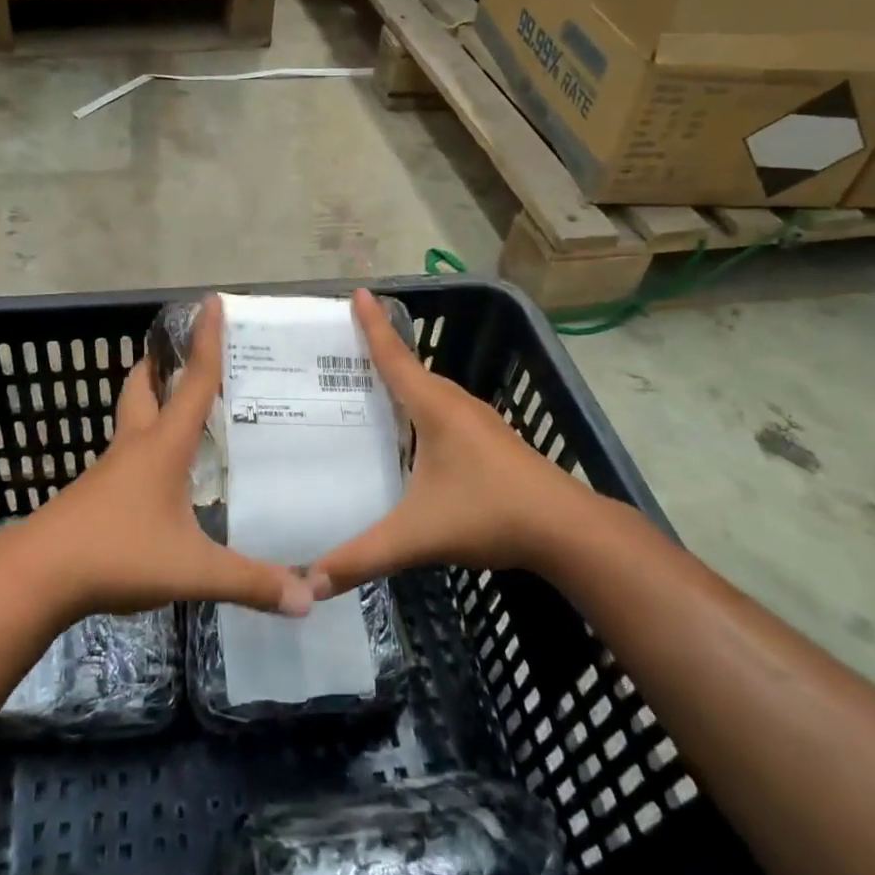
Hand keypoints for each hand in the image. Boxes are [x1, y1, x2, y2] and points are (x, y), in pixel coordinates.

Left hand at [11, 295, 318, 622]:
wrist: (36, 577)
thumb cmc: (117, 554)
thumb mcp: (192, 570)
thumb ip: (250, 582)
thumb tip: (309, 599)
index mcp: (163, 446)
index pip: (195, 382)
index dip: (207, 341)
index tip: (213, 301)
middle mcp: (135, 446)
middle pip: (144, 389)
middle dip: (161, 365)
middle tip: (183, 353)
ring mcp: (110, 470)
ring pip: (131, 420)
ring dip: (150, 402)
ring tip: (178, 404)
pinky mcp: (95, 495)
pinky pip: (126, 454)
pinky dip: (144, 444)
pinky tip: (160, 472)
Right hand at [313, 289, 602, 592]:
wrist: (567, 530)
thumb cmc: (490, 513)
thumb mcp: (418, 536)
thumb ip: (363, 557)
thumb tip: (308, 583)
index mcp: (435, 407)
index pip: (394, 357)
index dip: (372, 325)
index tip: (357, 291)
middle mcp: (456, 404)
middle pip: (410, 369)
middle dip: (377, 353)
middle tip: (338, 354)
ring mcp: (478, 421)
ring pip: (430, 391)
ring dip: (401, 382)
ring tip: (366, 390)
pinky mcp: (491, 441)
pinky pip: (444, 410)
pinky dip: (419, 407)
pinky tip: (410, 434)